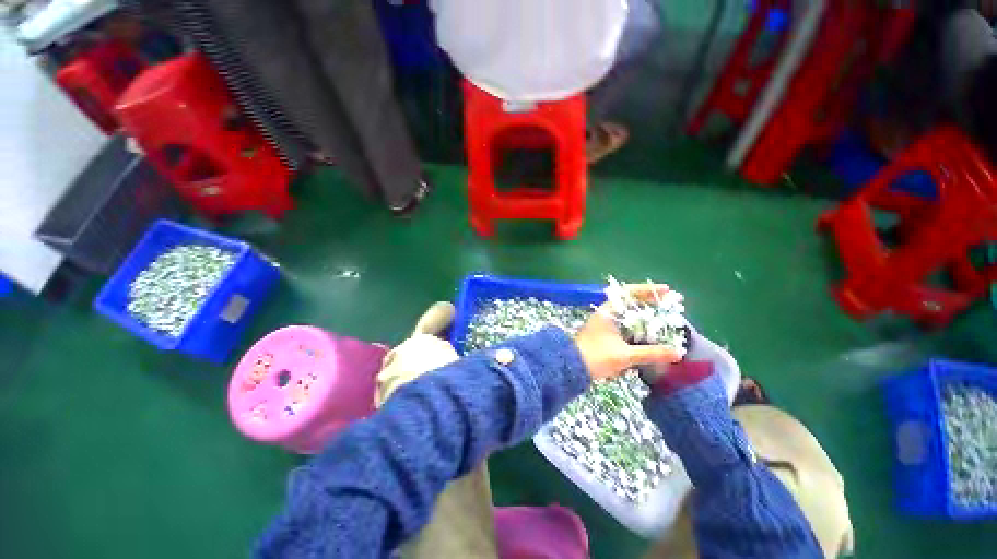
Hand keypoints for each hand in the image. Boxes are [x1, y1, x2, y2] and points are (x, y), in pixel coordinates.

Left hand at [574, 284, 682, 380]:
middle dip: (651, 304)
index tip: (666, 291)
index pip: (628, 293)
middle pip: (631, 303)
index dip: (647, 290)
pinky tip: (651, 335)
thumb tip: (677, 352)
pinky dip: (639, 328)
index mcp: (607, 312)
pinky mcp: (606, 335)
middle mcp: (606, 314)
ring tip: (665, 320)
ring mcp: (605, 324)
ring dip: (646, 317)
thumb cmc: (595, 357)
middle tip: (671, 306)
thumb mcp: (624, 355)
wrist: (572, 368)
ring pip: (629, 316)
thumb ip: (651, 353)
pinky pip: (626, 327)